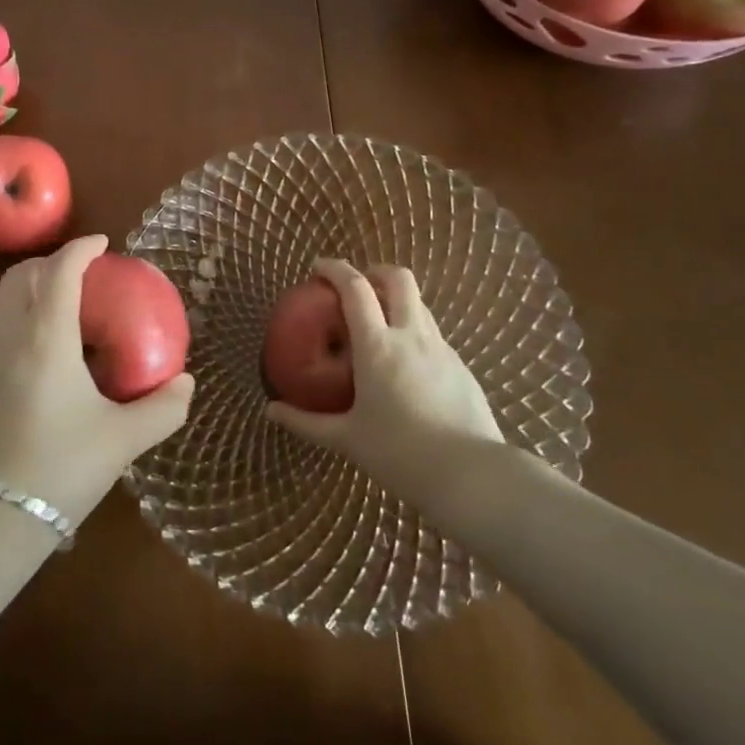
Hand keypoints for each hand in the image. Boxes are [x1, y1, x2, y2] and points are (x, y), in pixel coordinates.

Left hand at [0, 235, 194, 527]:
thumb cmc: (57, 471)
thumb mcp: (121, 442)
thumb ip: (161, 409)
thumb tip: (186, 384)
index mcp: (46, 336)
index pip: (61, 270)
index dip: (82, 248)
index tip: (103, 243)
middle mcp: (8, 334)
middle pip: (24, 274)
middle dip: (52, 262)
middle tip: (82, 274)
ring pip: (1, 297)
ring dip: (29, 285)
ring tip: (57, 304)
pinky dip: (12, 313)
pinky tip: (32, 346)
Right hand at [265, 260, 502, 509]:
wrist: (473, 477)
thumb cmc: (400, 454)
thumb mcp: (347, 439)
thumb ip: (307, 423)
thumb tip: (271, 411)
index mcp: (377, 345)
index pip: (355, 288)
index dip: (335, 268)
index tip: (317, 267)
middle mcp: (411, 336)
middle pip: (398, 278)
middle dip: (376, 272)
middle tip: (358, 286)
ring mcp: (441, 349)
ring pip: (420, 304)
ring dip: (398, 301)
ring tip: (381, 324)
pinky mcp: (462, 368)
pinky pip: (434, 335)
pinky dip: (415, 332)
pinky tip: (408, 365)